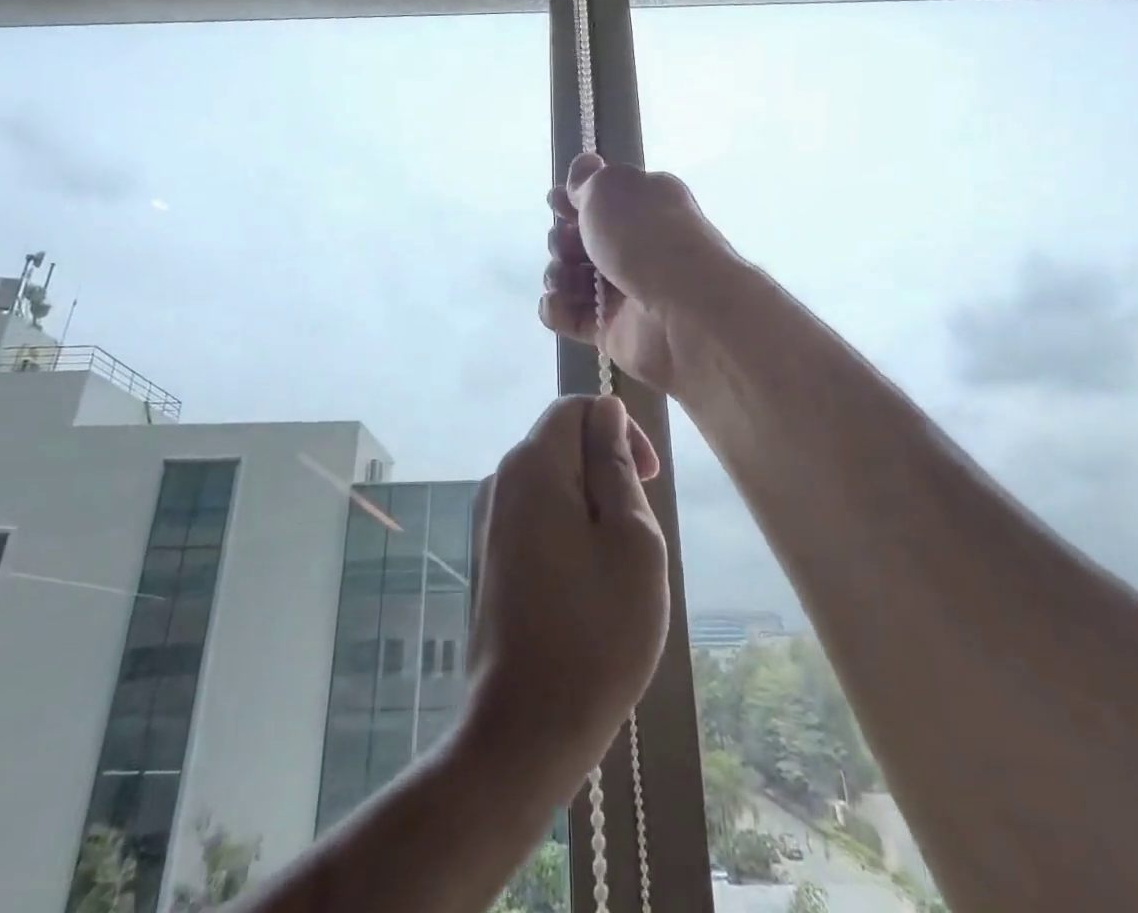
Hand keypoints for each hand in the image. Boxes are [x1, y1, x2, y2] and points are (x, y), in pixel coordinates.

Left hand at [464, 395, 669, 795]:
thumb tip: (606, 411)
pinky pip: (534, 514)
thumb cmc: (596, 633)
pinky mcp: (487, 554)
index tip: (650, 479)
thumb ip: (617, 466)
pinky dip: (567, 528)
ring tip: (615, 564)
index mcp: (531, 466)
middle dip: (606, 470)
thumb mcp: (632, 540)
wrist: (524, 730)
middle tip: (637, 532)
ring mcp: (487, 519)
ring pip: (550, 481)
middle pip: (561, 442)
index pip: (576, 407)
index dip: (620, 429)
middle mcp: (499, 480)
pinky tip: (585, 584)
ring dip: (590, 504)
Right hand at [541, 153, 734, 393]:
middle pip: (581, 241)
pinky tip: (558, 304)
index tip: (556, 202)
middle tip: (567, 246)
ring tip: (565, 279)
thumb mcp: (610, 189)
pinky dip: (558, 310)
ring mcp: (625, 291)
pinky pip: (572, 317)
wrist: (684, 312)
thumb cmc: (645, 238)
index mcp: (646, 206)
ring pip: (572, 279)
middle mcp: (638, 247)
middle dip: (562, 240)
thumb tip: (584, 163)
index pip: (602, 200)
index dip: (573, 199)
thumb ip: (588, 179)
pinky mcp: (613, 330)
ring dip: (558, 275)